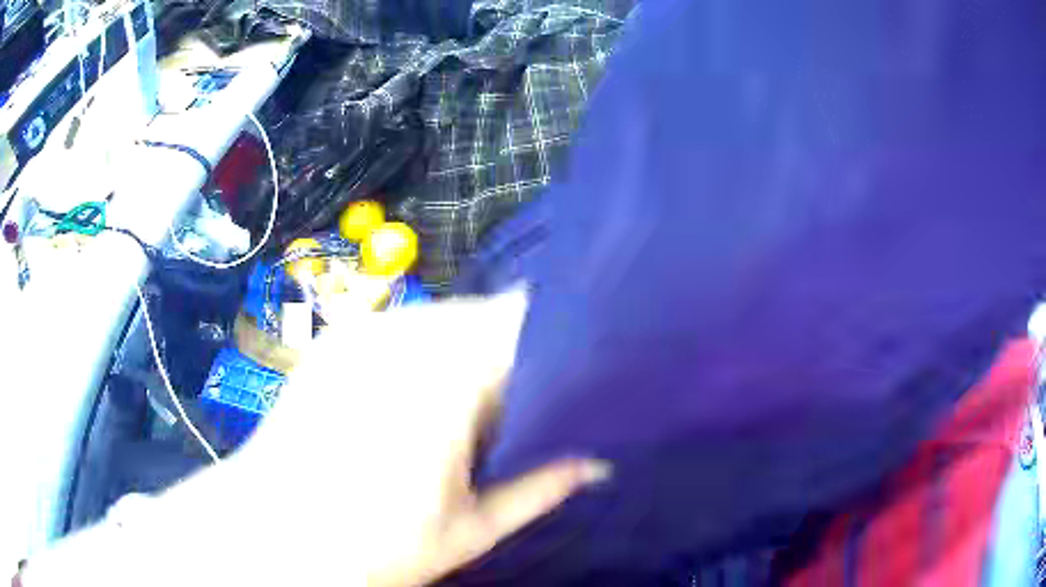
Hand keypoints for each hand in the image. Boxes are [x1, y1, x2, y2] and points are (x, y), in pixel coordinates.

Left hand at [18, 291, 606, 586]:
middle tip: (534, 399)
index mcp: (444, 378)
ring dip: (474, 351)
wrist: (268, 529)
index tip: (585, 363)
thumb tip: (600, 461)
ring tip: (479, 405)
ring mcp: (365, 331)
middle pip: (489, 315)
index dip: (561, 333)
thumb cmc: (369, 543)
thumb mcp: (468, 530)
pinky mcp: (339, 338)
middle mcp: (405, 336)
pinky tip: (425, 397)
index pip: (525, 319)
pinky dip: (432, 351)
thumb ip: (539, 487)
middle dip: (519, 350)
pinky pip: (408, 328)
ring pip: (450, 318)